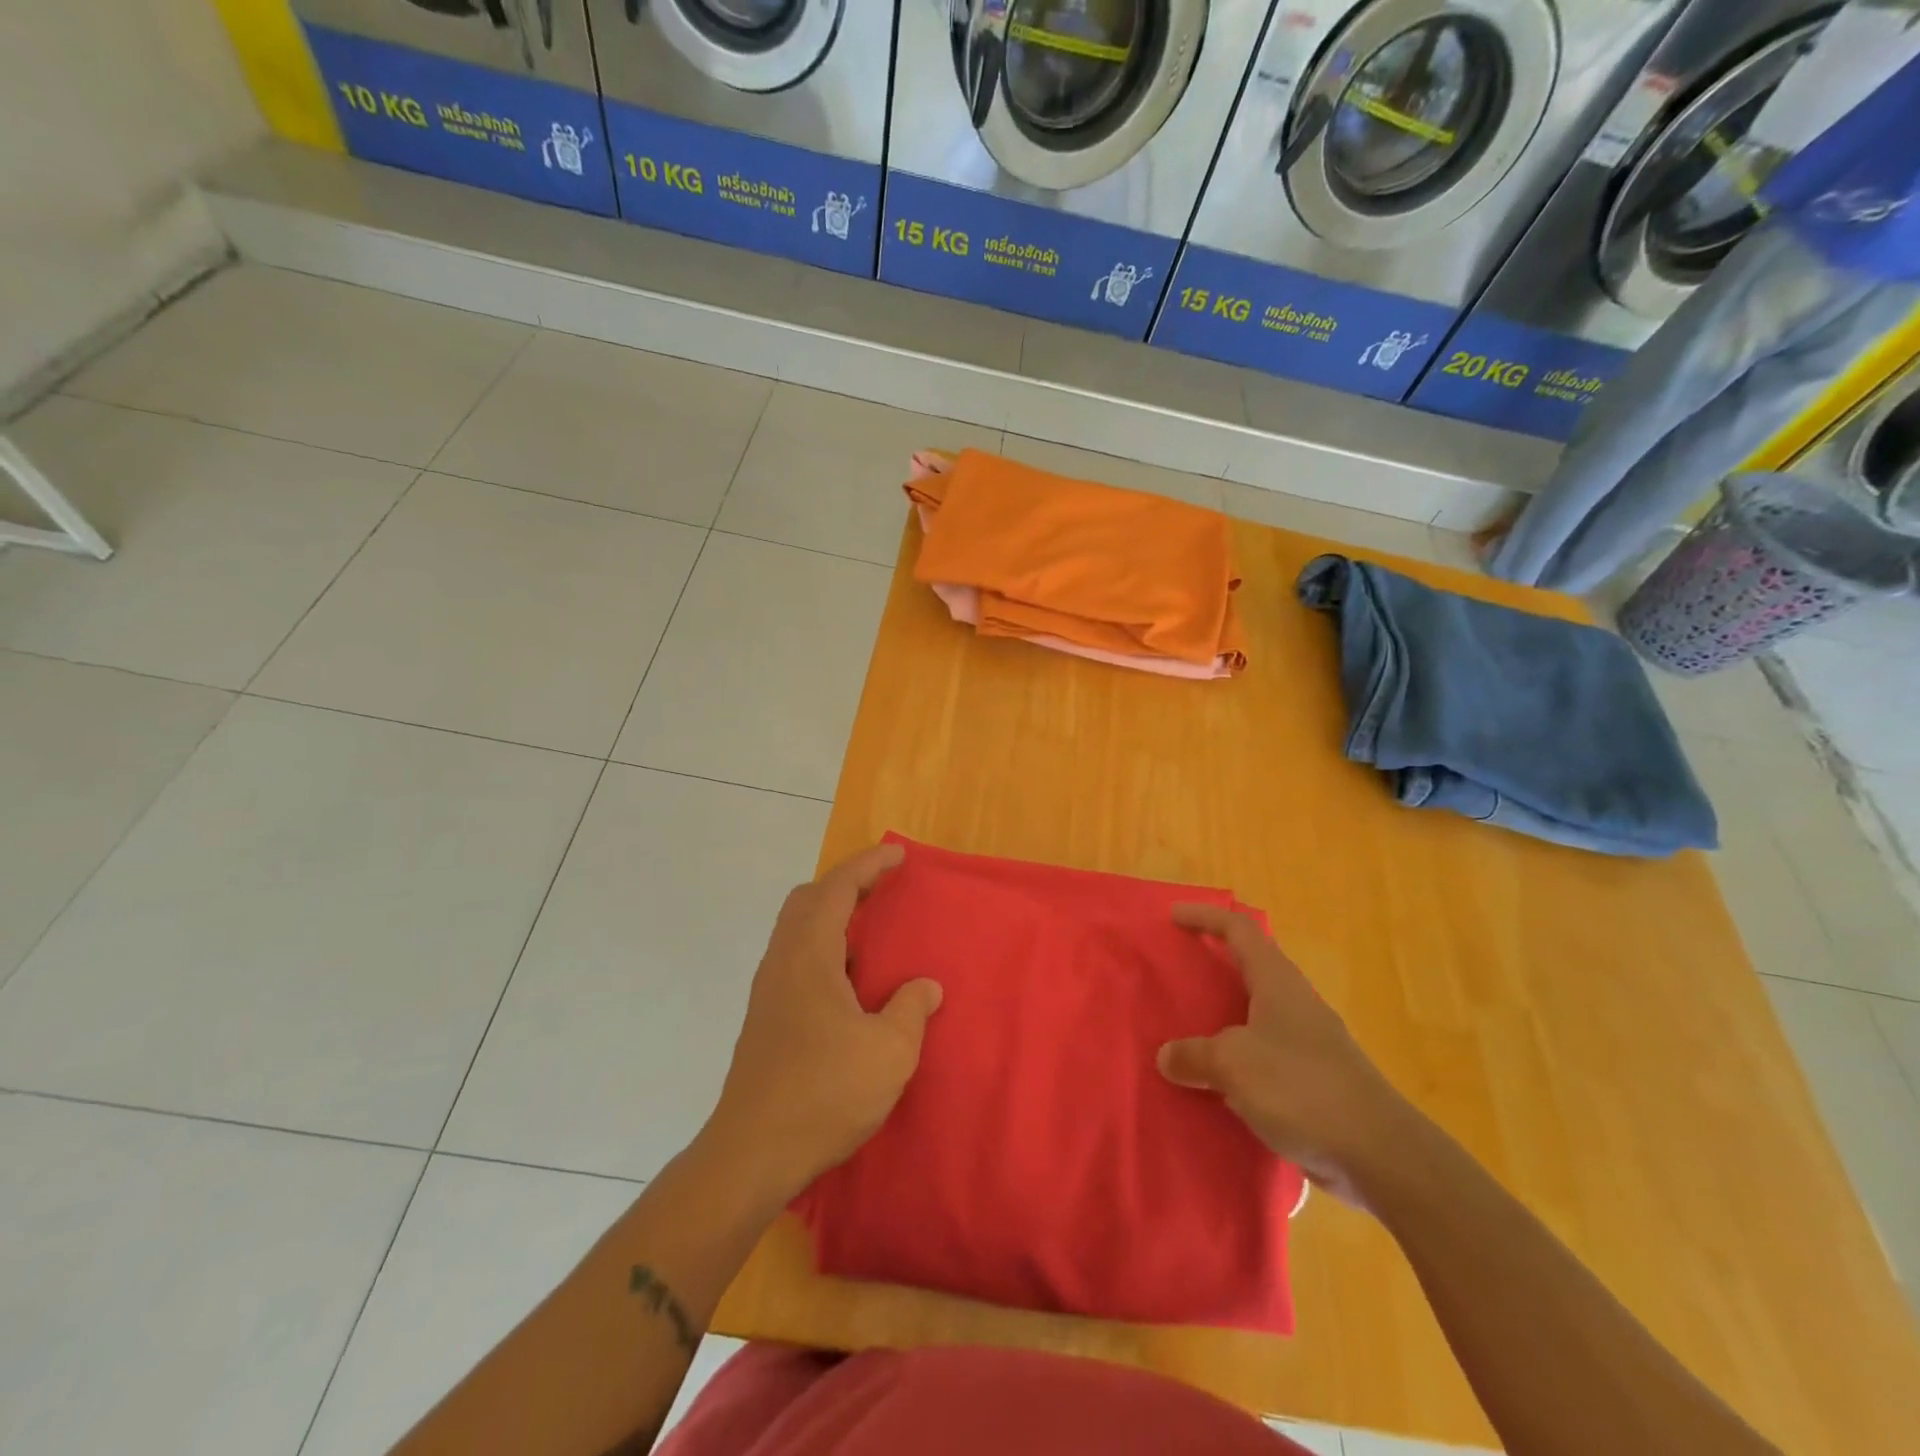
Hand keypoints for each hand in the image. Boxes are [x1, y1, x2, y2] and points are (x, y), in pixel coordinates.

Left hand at [701, 843, 942, 1203]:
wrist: (752, 1153)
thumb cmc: (824, 1094)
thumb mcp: (888, 1052)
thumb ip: (911, 1010)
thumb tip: (925, 987)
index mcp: (809, 956)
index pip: (837, 889)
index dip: (868, 865)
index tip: (898, 854)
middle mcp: (782, 962)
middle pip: (807, 900)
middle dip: (846, 885)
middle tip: (883, 890)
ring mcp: (769, 991)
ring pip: (797, 930)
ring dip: (832, 917)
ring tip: (872, 932)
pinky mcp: (766, 1018)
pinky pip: (796, 958)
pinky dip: (825, 948)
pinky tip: (850, 982)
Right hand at [1158, 903, 1420, 1204]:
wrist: (1380, 1155)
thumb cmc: (1302, 1088)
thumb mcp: (1233, 1064)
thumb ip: (1194, 1055)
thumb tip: (1167, 1056)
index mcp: (1277, 982)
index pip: (1239, 930)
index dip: (1205, 916)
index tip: (1172, 915)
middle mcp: (1294, 1004)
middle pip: (1250, 968)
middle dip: (1213, 964)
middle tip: (1177, 971)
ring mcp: (1308, 1045)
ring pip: (1255, 1016)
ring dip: (1221, 1017)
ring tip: (1186, 1030)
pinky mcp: (1314, 1083)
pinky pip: (1262, 1058)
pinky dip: (1235, 1061)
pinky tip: (1215, 1086)